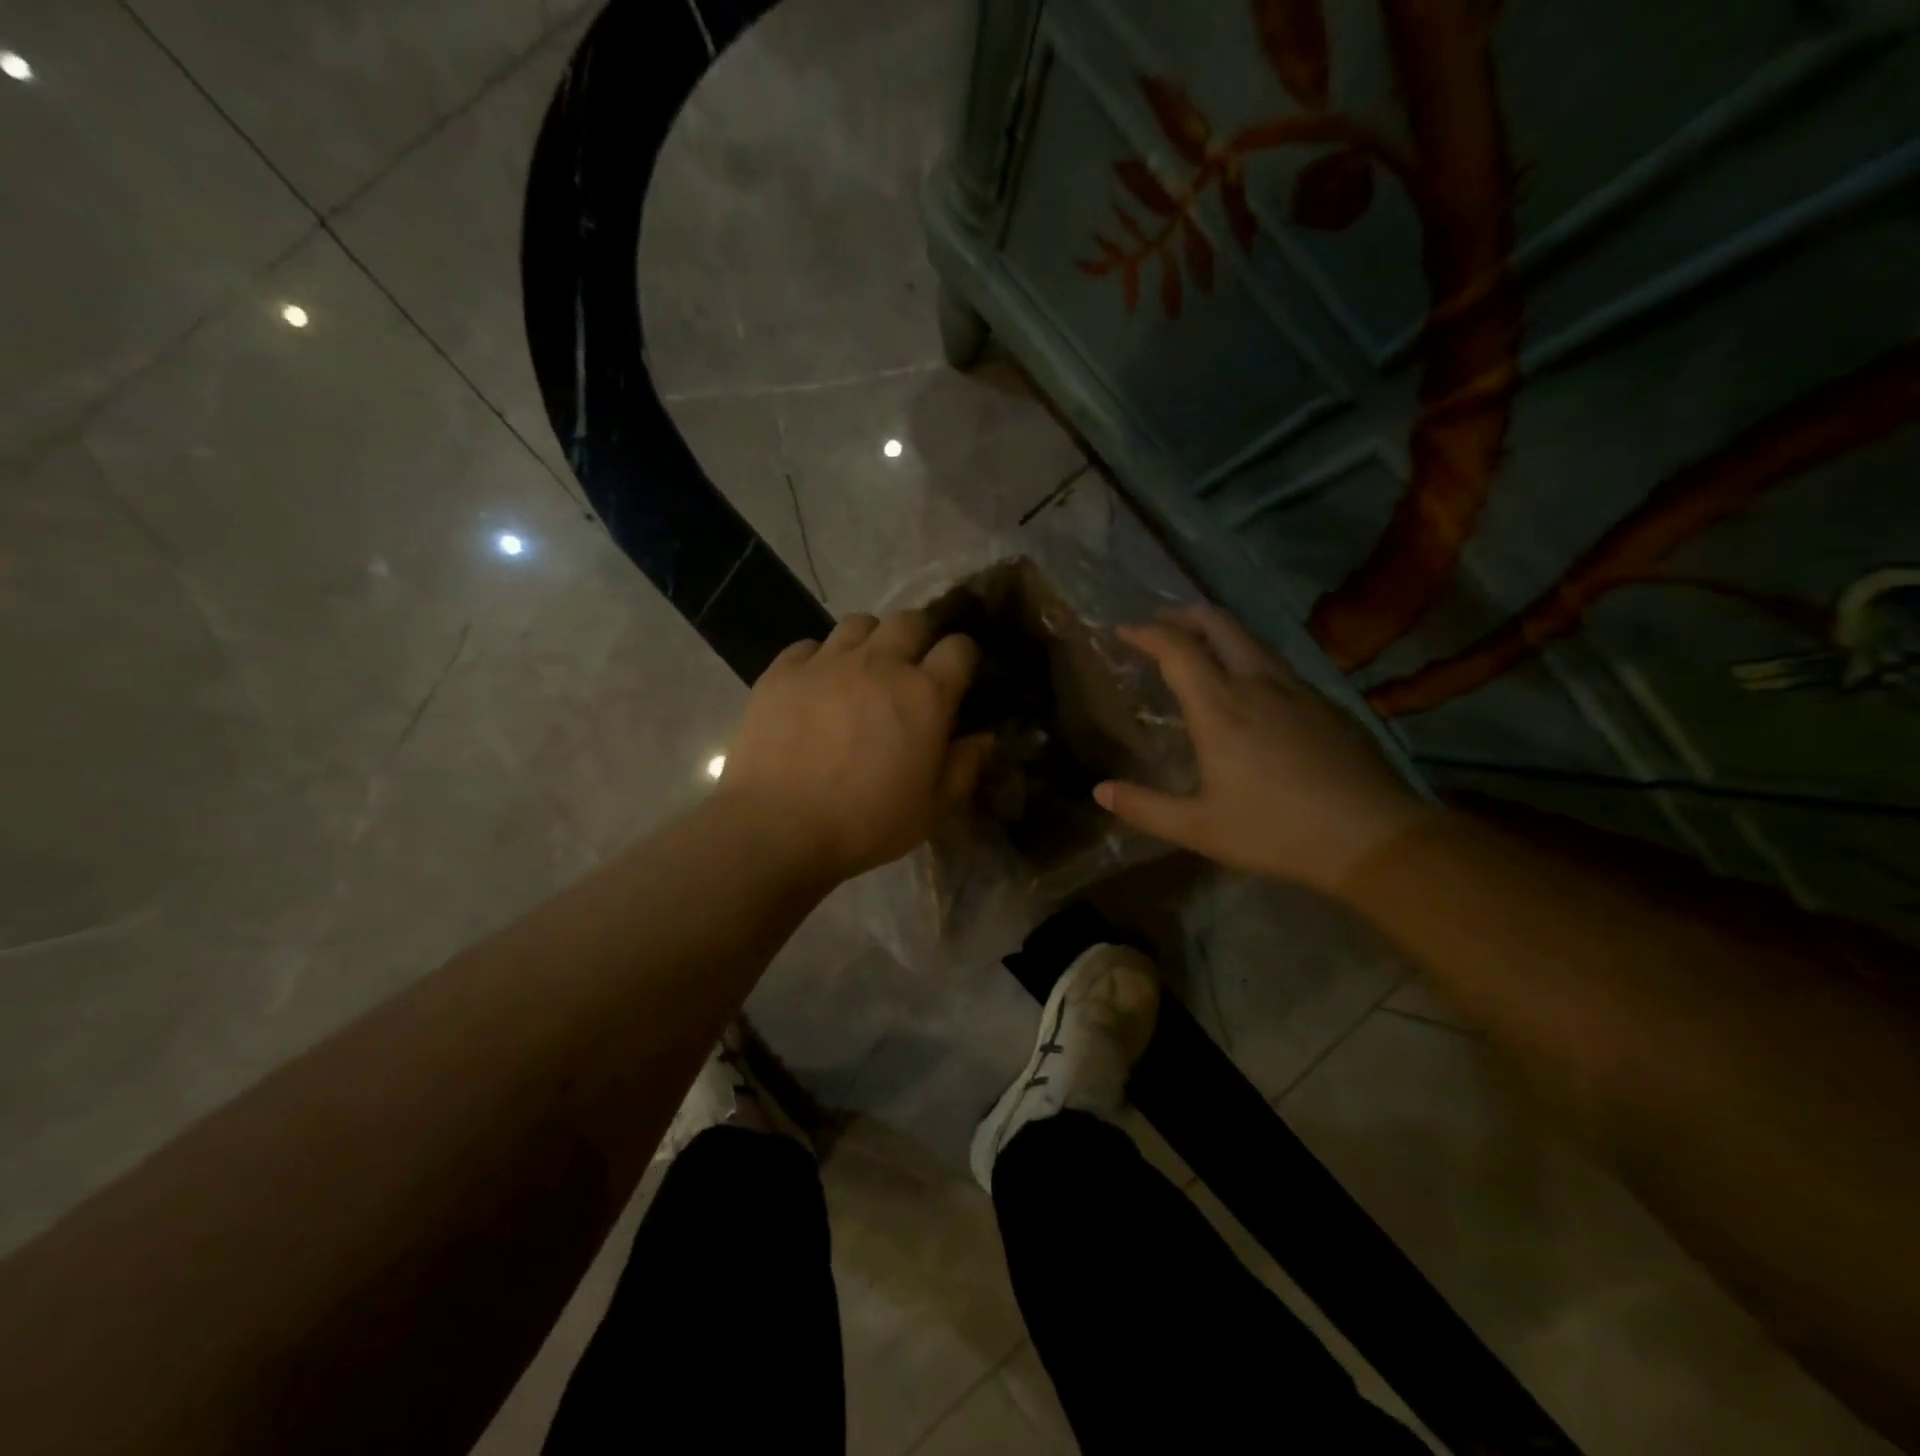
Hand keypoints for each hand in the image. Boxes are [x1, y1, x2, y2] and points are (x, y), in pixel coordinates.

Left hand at [719, 610, 993, 882]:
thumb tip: (985, 737)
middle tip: (912, 667)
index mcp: (925, 695)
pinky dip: (820, 659)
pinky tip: (817, 686)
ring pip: (860, 623)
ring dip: (871, 641)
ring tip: (863, 670)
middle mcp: (880, 664)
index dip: (963, 657)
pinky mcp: (783, 670)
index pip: (959, 647)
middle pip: (911, 619)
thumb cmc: (866, 824)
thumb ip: (964, 767)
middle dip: (920, 636)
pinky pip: (810, 645)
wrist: (778, 828)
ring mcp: (828, 662)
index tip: (957, 676)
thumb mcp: (932, 810)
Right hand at [1095, 605, 1434, 892]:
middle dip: (1184, 615)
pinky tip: (1250, 682)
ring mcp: (1297, 690)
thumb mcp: (1199, 828)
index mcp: (1219, 708)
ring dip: (1219, 630)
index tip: (1124, 630)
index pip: (1177, 649)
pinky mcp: (1324, 704)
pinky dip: (1248, 654)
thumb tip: (1100, 791)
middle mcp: (1256, 685)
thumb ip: (1145, 808)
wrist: (1371, 836)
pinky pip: (1276, 661)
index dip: (1146, 633)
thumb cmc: (1275, 831)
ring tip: (1200, 642)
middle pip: (1219, 625)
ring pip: (1252, 639)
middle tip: (1161, 621)